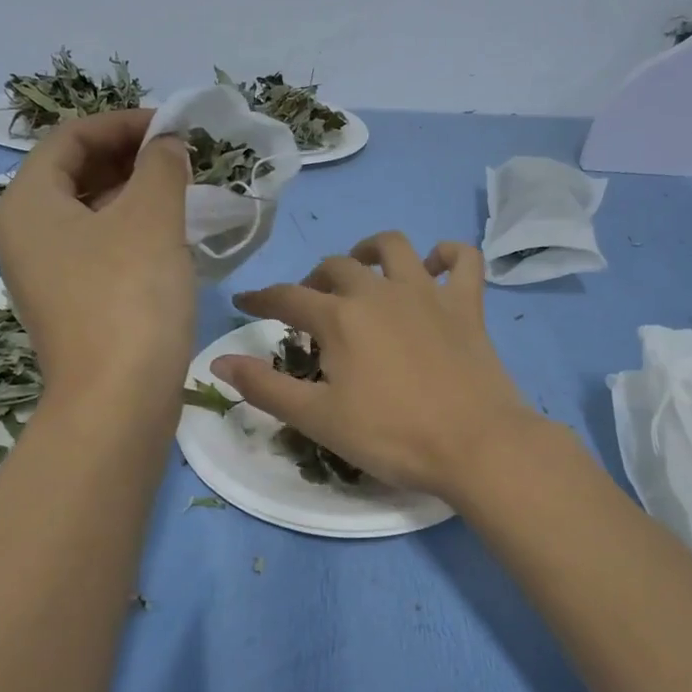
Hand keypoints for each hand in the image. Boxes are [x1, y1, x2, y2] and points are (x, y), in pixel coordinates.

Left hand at [0, 110, 193, 399]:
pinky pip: (98, 250)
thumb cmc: (129, 297)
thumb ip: (161, 167)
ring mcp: (46, 275)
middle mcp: (25, 234)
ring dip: (134, 195)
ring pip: (89, 214)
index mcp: (28, 202)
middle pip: (75, 174)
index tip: (173, 127)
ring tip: (182, 191)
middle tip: (181, 157)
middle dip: (129, 158)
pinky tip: (170, 237)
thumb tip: (168, 147)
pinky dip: (131, 232)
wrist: (118, 400)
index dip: (123, 123)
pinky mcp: (72, 306)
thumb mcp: (152, 218)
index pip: (70, 137)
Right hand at [213, 232, 541, 498]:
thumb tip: (217, 361)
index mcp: (340, 318)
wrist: (474, 444)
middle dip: (315, 281)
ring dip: (370, 250)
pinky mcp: (467, 304)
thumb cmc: (391, 436)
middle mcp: (380, 291)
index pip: (287, 298)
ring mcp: (427, 293)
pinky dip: (446, 255)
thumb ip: (265, 387)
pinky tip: (435, 266)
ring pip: (394, 247)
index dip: (262, 299)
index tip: (246, 302)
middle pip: (337, 267)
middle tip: (311, 307)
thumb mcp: (318, 419)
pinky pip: (461, 259)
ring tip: (363, 270)